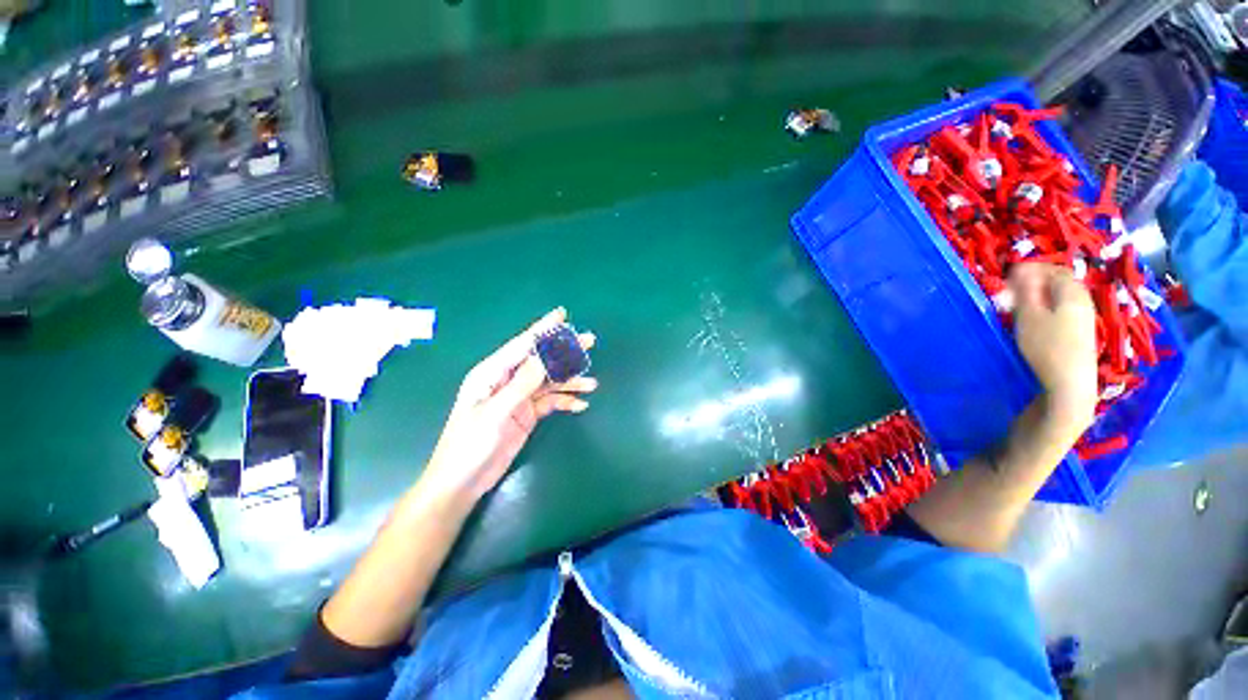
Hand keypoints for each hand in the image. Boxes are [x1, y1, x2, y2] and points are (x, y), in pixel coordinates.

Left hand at [420, 308, 596, 501]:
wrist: (462, 483)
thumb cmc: (470, 445)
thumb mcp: (496, 412)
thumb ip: (523, 383)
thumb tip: (547, 356)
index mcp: (492, 373)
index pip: (523, 345)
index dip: (543, 329)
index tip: (562, 315)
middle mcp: (507, 380)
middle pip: (541, 360)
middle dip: (565, 352)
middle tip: (590, 342)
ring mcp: (519, 398)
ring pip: (550, 382)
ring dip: (570, 381)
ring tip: (592, 384)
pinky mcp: (527, 414)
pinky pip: (551, 402)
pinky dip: (566, 402)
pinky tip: (580, 406)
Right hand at [1009, 263, 1097, 439]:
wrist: (1070, 384)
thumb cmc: (1046, 347)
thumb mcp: (1029, 316)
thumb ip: (1025, 290)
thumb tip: (1021, 269)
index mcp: (1071, 292)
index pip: (1052, 269)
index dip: (1030, 269)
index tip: (1007, 277)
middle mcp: (1083, 299)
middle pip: (1058, 282)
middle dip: (1034, 282)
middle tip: (1009, 293)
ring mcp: (1084, 317)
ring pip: (1059, 296)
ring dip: (1038, 296)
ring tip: (1017, 307)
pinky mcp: (1080, 332)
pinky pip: (1062, 309)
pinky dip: (1046, 307)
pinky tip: (1033, 321)